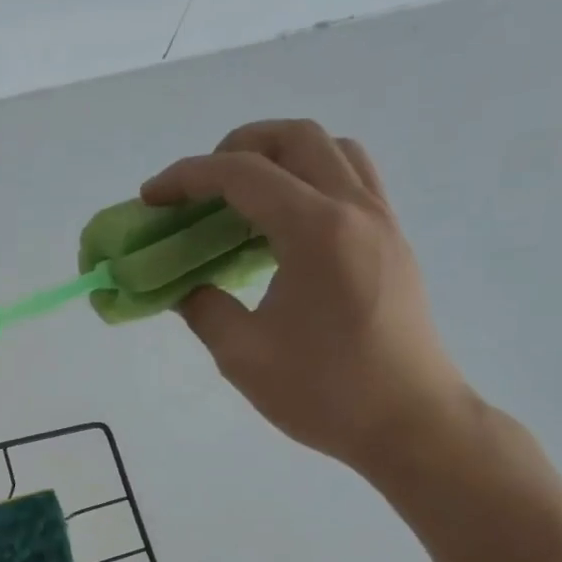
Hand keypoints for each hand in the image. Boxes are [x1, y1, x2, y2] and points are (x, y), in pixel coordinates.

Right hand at [143, 119, 475, 476]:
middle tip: (198, 188)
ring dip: (278, 157)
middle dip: (235, 148)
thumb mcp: (242, 355)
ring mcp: (381, 221)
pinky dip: (308, 179)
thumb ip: (203, 307)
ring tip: (240, 198)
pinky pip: (351, 179)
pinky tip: (281, 225)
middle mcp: (355, 210)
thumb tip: (186, 285)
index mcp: (316, 232)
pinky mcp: (391, 240)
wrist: (411, 423)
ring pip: (331, 149)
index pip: (242, 174)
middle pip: (295, 137)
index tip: (150, 198)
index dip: (186, 177)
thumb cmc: (325, 392)